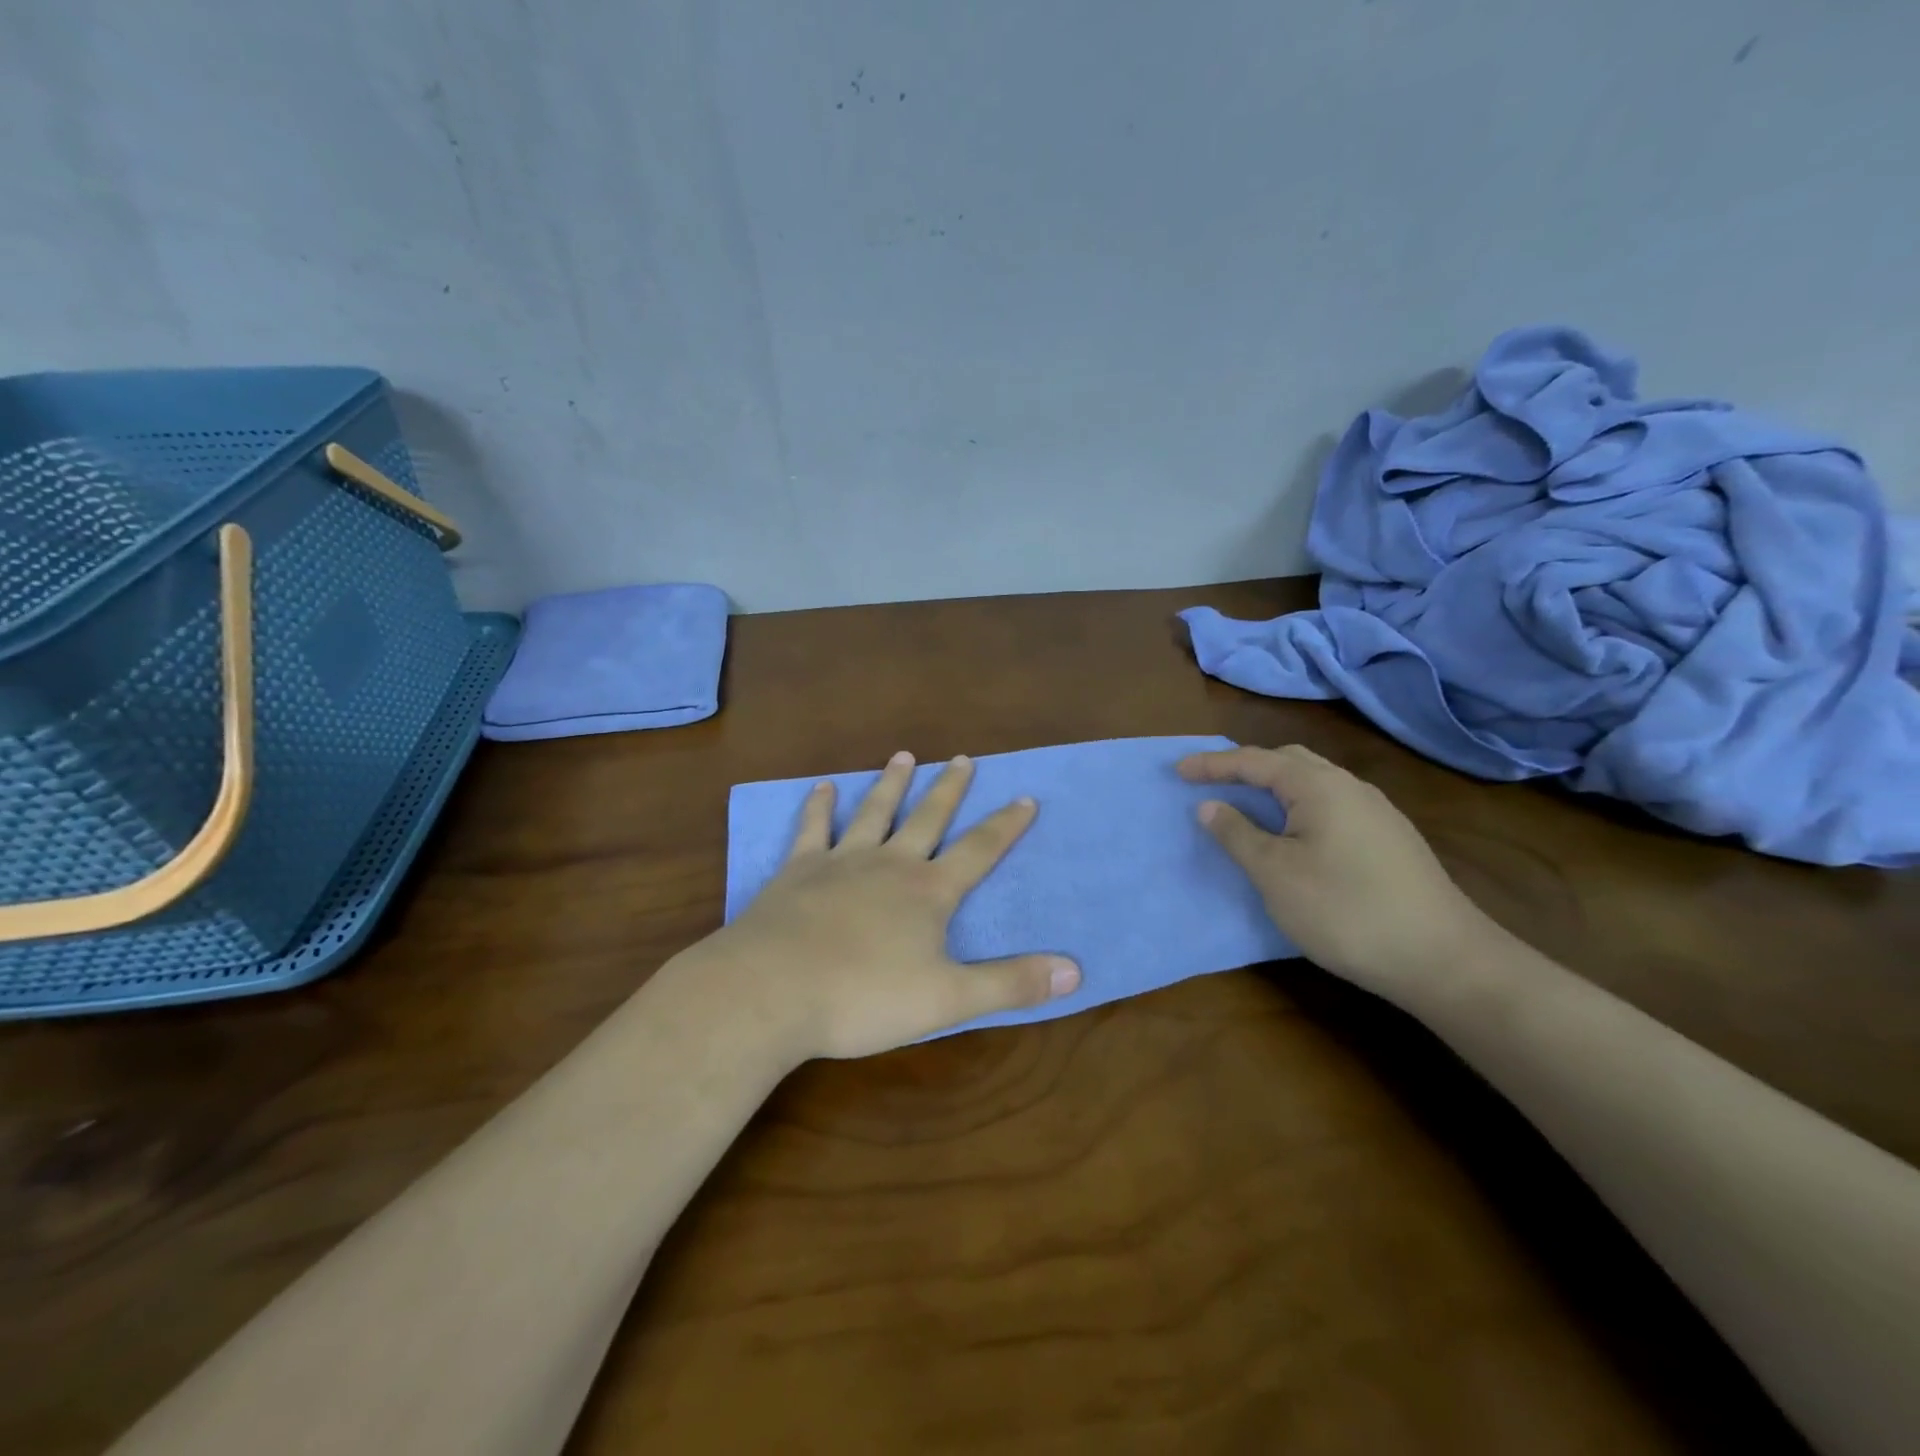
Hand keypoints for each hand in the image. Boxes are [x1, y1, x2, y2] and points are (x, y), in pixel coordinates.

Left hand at [693, 751, 1079, 1061]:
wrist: (771, 990)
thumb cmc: (863, 997)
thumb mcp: (948, 999)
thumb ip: (1010, 984)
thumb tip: (1075, 970)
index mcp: (928, 892)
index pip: (978, 851)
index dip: (1005, 826)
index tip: (1025, 797)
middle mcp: (889, 864)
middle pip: (928, 818)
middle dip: (950, 789)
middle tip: (964, 758)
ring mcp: (841, 861)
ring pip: (874, 812)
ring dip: (892, 783)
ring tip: (905, 756)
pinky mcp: (797, 870)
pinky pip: (812, 829)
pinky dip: (819, 806)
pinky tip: (823, 788)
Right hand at [1178, 744, 1494, 1002]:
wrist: (1442, 959)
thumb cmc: (1345, 910)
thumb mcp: (1275, 874)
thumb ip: (1238, 834)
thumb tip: (1210, 805)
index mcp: (1318, 786)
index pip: (1254, 760)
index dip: (1212, 765)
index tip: (1177, 772)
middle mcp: (1350, 787)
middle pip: (1288, 760)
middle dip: (1246, 766)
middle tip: (1212, 782)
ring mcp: (1377, 812)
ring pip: (1314, 782)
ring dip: (1274, 787)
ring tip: (1247, 806)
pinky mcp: (1390, 839)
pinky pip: (1332, 804)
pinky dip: (1299, 806)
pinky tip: (1295, 834)